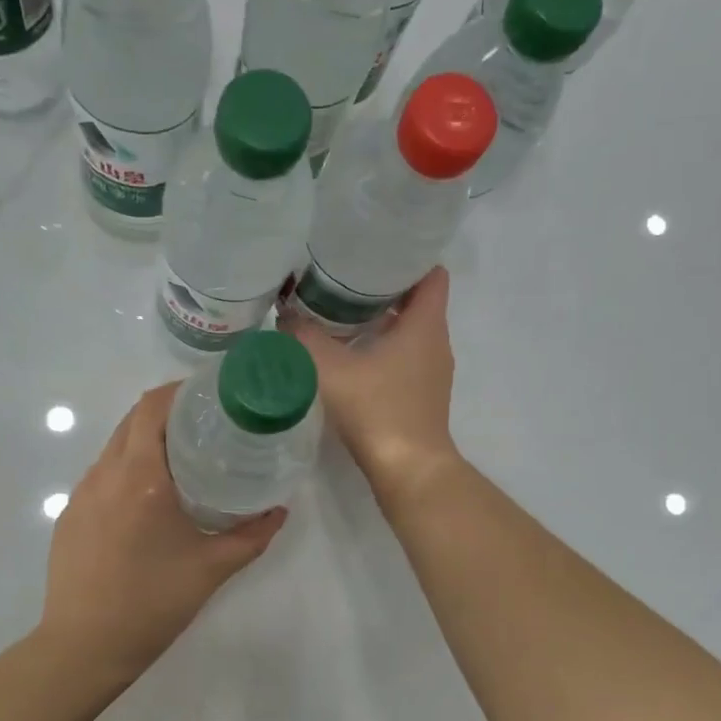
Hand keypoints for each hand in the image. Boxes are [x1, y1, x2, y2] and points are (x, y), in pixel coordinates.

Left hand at [39, 383, 286, 681]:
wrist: (84, 647)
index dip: (180, 390)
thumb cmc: (152, 603)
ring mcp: (82, 494)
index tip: (211, 395)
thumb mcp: (212, 568)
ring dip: (146, 441)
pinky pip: (102, 475)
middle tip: (207, 425)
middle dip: (168, 412)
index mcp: (140, 477)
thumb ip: (252, 535)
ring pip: (115, 447)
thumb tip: (279, 511)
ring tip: (182, 459)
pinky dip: (128, 469)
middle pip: (133, 420)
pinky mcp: (70, 515)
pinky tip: (148, 500)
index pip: (152, 407)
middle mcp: (105, 474)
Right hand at [285, 267, 461, 504]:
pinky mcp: (423, 396)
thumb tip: (285, 313)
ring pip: (410, 331)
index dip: (409, 256)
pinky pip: (406, 358)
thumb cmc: (377, 410)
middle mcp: (436, 343)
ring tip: (340, 312)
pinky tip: (351, 356)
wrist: (408, 470)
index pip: (431, 274)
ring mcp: (433, 373)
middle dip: (384, 287)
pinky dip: (384, 349)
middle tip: (343, 277)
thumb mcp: (331, 369)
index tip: (374, 250)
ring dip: (382, 320)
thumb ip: (304, 337)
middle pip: (417, 300)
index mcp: (425, 324)